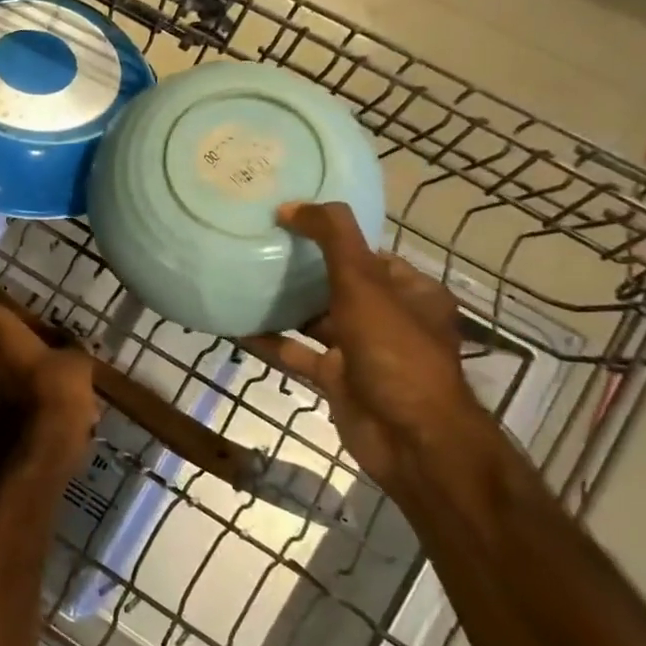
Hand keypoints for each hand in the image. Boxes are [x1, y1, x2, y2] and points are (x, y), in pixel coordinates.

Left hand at [0, 303, 98, 490]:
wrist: (31, 458)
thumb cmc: (53, 394)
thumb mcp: (76, 360)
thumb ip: (66, 346)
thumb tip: (64, 347)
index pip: (11, 315)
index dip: (35, 331)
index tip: (55, 347)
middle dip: (15, 353)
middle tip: (47, 369)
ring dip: (6, 378)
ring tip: (40, 396)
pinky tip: (27, 416)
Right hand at [240, 201, 484, 493]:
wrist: (409, 439)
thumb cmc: (394, 352)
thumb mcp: (365, 284)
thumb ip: (332, 239)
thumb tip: (291, 205)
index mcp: (411, 293)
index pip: (369, 254)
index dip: (332, 237)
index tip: (288, 223)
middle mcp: (389, 319)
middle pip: (338, 285)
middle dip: (301, 270)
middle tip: (257, 246)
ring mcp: (361, 352)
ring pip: (314, 320)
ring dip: (282, 305)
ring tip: (239, 280)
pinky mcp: (336, 379)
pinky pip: (296, 352)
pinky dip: (269, 340)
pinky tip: (234, 325)